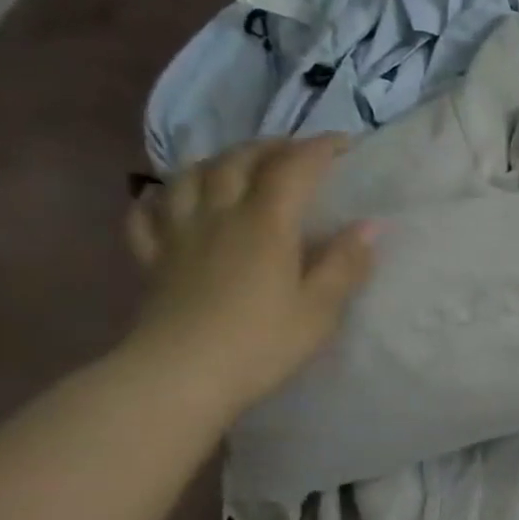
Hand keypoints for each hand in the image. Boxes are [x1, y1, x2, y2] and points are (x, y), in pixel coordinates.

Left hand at [122, 137, 375, 420]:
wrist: (180, 376)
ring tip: (236, 165)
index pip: (293, 169)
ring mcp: (178, 234)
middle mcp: (219, 216)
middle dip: (269, 147)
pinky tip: (169, 199)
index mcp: (265, 224)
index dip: (318, 149)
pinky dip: (161, 196)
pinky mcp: (152, 259)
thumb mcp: (320, 308)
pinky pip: (147, 213)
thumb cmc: (262, 343)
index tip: (343, 143)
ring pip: (190, 176)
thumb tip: (371, 225)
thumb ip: (344, 263)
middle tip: (294, 150)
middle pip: (238, 161)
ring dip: (217, 160)